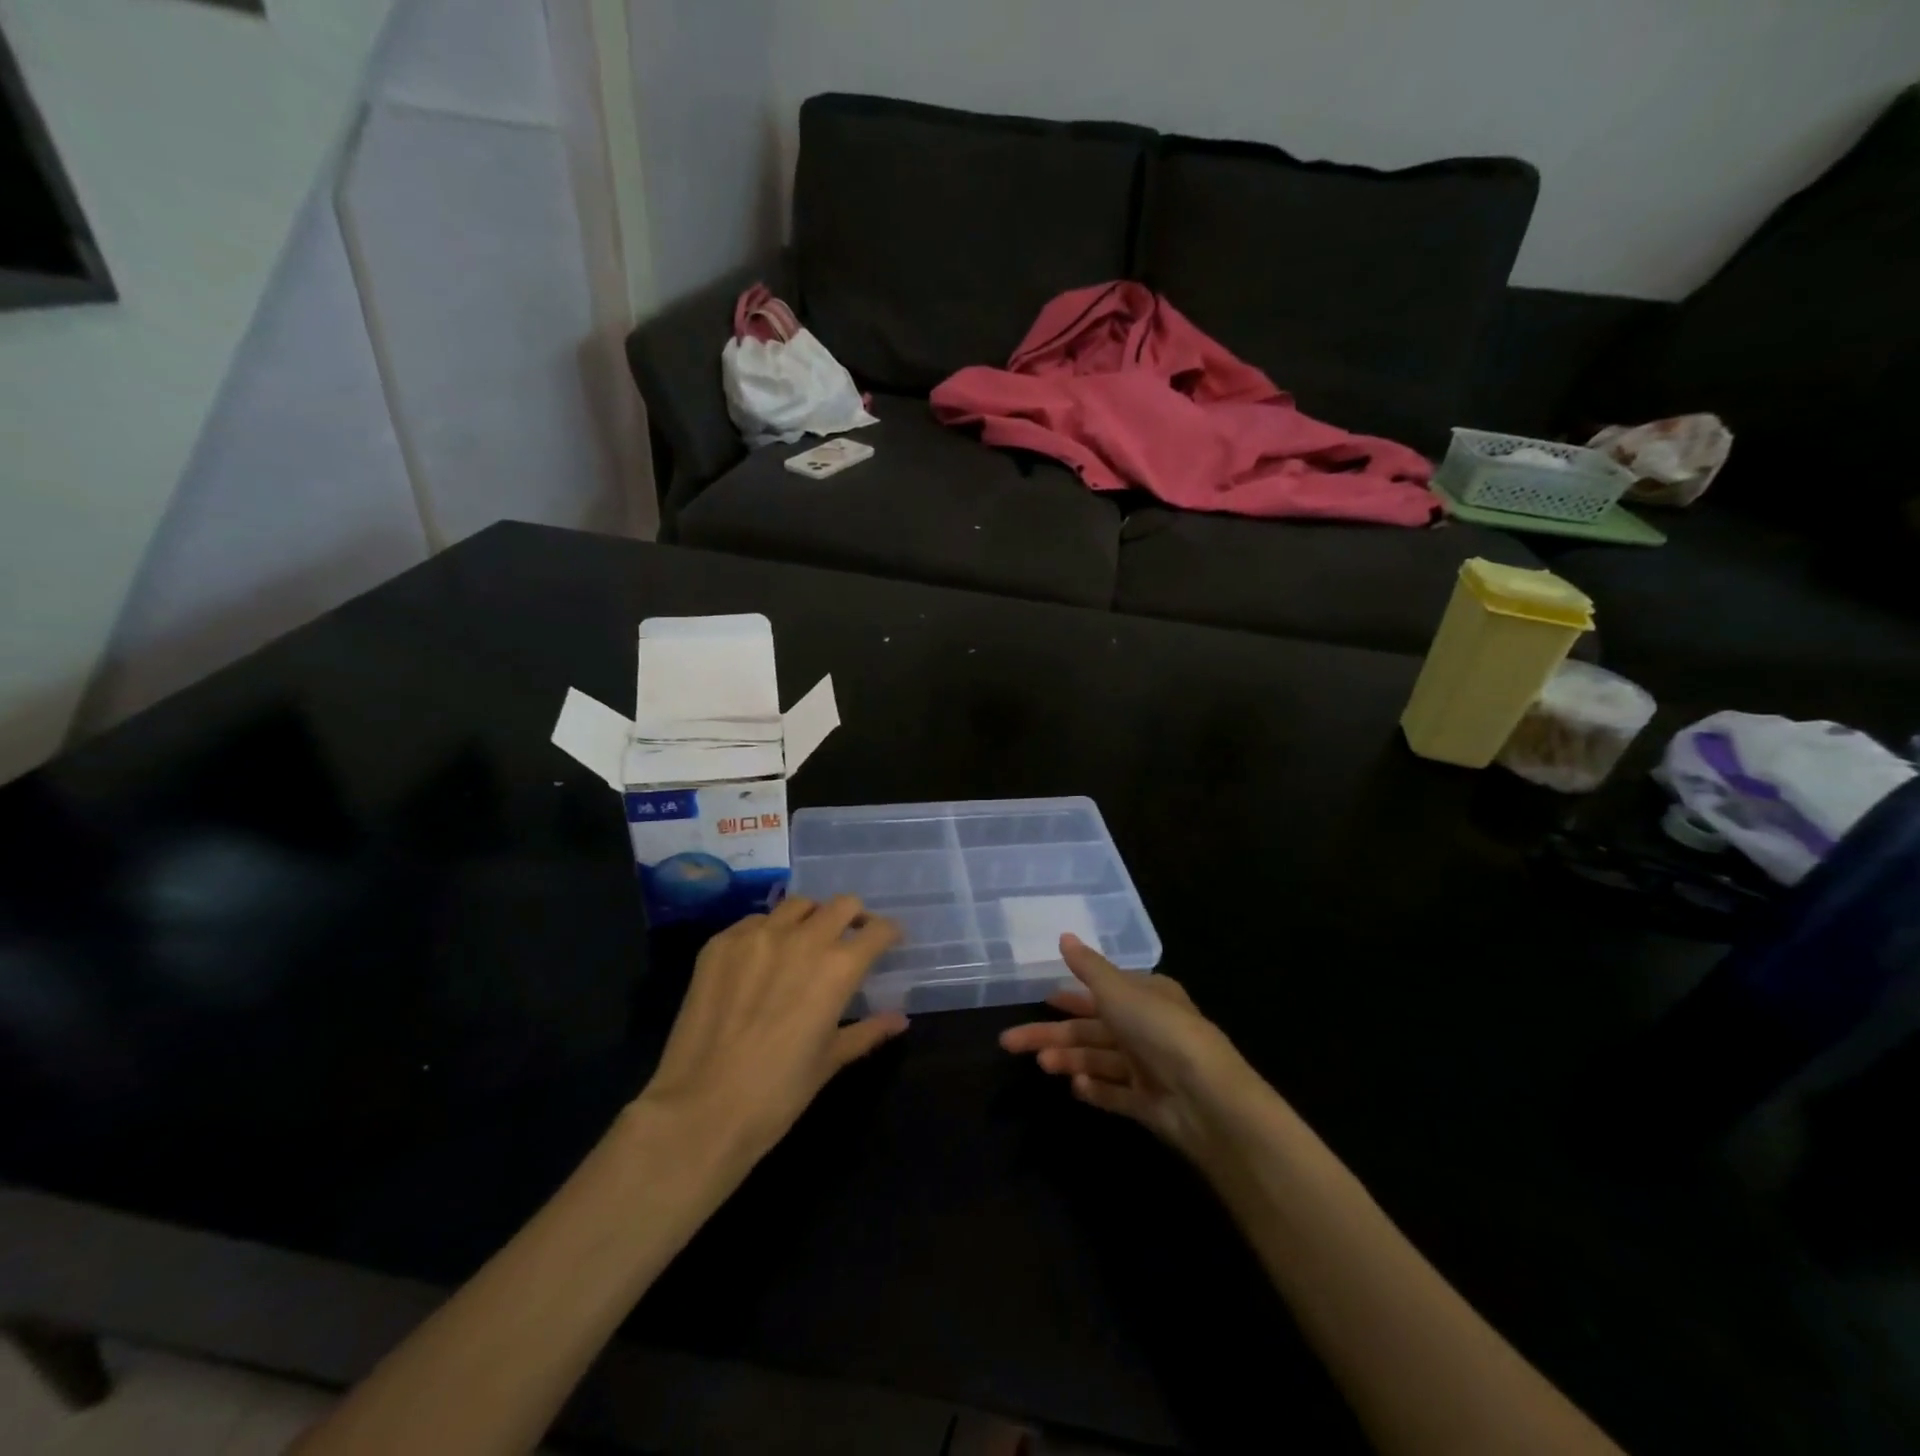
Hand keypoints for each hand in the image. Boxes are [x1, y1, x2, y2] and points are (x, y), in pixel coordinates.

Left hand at [636, 895, 906, 1164]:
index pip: (877, 930)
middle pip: (842, 905)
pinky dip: (768, 931)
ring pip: (798, 905)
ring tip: (805, 941)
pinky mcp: (720, 943)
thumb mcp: (830, 1061)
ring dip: (811, 918)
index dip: (888, 933)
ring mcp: (757, 936)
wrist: (701, 1110)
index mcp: (838, 967)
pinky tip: (762, 959)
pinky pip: (754, 922)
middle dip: (854, 917)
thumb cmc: (778, 1093)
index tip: (889, 941)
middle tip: (850, 938)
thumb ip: (868, 1031)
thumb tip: (899, 1019)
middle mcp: (802, 938)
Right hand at [1000, 934, 1259, 1162]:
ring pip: (1098, 1060)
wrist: (1205, 1097)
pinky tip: (1075, 1087)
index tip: (1042, 1000)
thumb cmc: (1159, 1029)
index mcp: (1146, 996)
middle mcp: (1148, 1029)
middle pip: (1091, 1029)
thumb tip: (1063, 936)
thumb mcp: (1118, 990)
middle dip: (1054, 1033)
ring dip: (1070, 1059)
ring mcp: (1149, 1068)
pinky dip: (1095, 1089)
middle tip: (1011, 1041)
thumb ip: (1088, 967)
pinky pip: (1115, 1094)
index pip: (1103, 992)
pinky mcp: (1149, 1104)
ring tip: (1043, 1064)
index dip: (1072, 996)